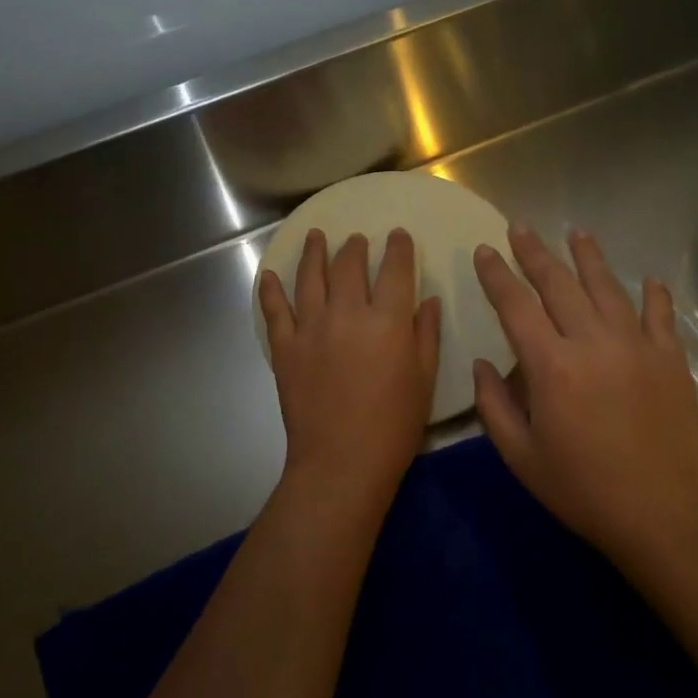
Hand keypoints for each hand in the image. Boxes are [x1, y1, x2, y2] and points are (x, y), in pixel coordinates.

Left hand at [259, 227, 441, 501]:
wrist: (342, 462)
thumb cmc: (393, 426)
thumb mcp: (424, 380)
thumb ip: (426, 335)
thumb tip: (428, 300)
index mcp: (387, 320)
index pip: (394, 269)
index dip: (398, 248)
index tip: (399, 235)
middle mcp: (346, 313)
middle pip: (348, 266)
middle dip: (355, 247)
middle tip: (357, 239)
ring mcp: (310, 328)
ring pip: (309, 278)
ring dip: (314, 253)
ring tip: (316, 236)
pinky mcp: (284, 348)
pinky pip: (274, 310)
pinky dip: (270, 290)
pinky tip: (269, 274)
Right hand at [471, 225, 697, 566]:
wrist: (667, 515)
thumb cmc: (585, 491)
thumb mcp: (522, 458)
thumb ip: (494, 407)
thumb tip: (482, 365)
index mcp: (551, 366)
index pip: (516, 305)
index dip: (496, 275)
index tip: (484, 250)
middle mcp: (592, 342)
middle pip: (559, 284)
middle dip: (535, 253)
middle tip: (520, 227)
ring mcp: (637, 346)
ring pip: (607, 287)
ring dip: (588, 257)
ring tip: (576, 232)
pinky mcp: (670, 359)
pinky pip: (659, 314)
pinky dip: (653, 294)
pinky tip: (648, 280)